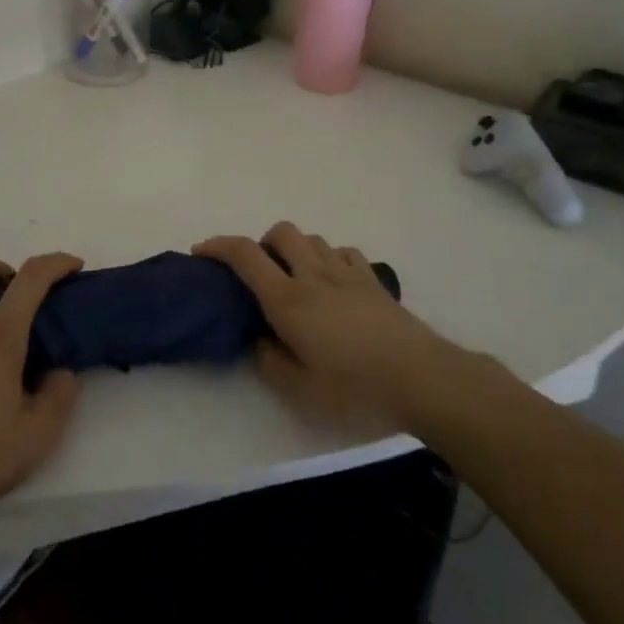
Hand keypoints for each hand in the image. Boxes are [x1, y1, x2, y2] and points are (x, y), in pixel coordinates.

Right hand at [194, 222, 445, 438]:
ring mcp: (347, 273)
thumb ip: (269, 361)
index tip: (201, 252)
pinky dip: (328, 258)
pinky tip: (331, 283)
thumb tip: (258, 339)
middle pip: (281, 232)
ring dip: (295, 250)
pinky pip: (343, 252)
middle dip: (261, 243)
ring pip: (312, 239)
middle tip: (259, 275)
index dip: (218, 246)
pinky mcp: (373, 280)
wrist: (423, 378)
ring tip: (295, 280)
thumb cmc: (356, 388)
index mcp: (289, 300)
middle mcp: (314, 276)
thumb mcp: (300, 390)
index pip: (245, 256)